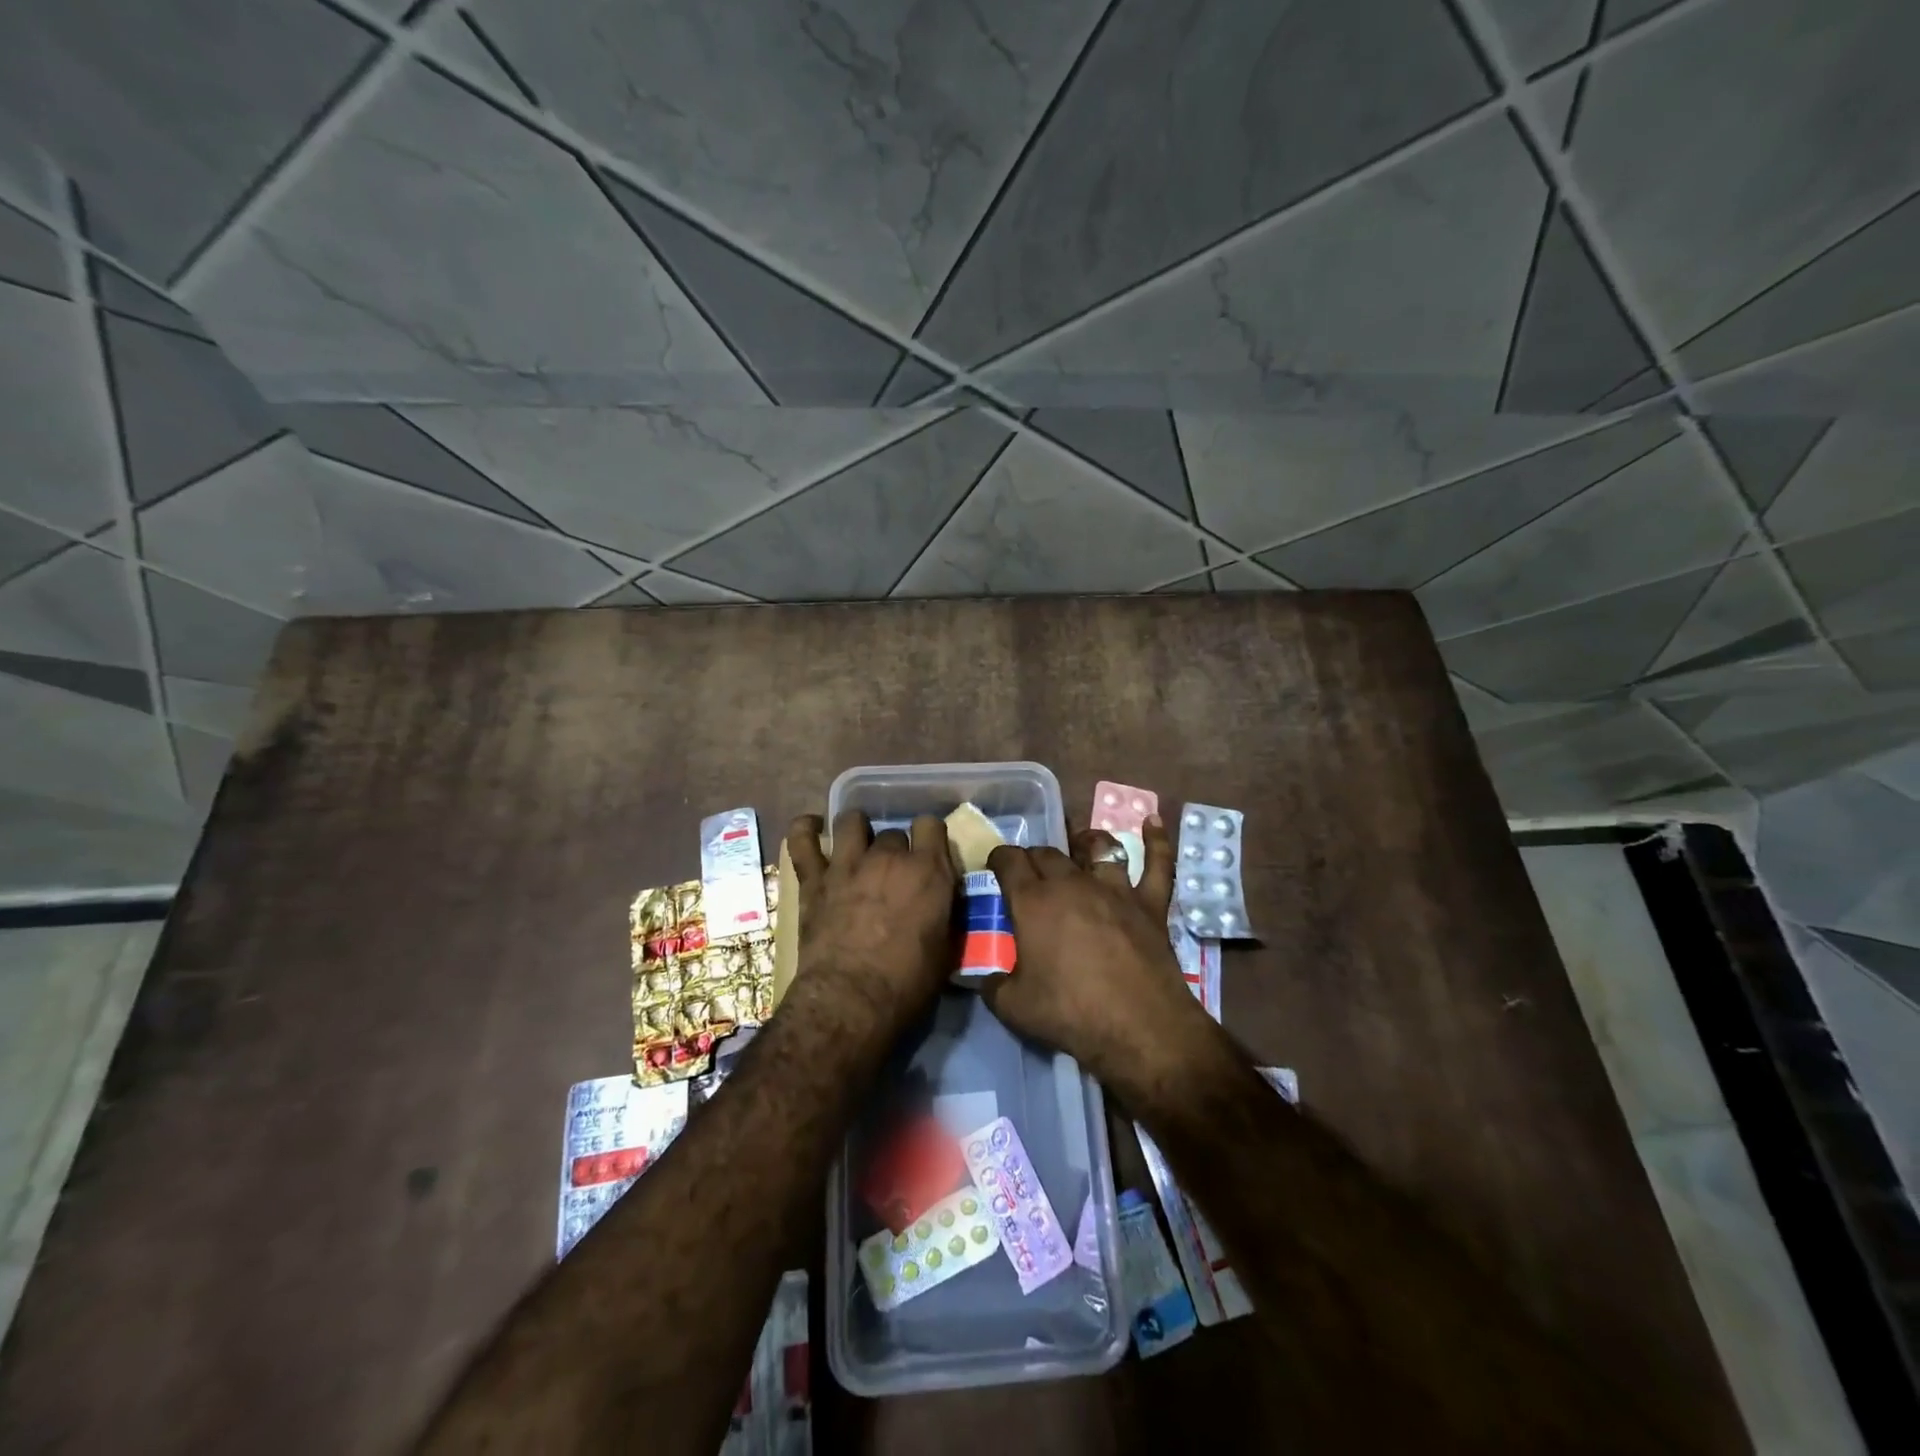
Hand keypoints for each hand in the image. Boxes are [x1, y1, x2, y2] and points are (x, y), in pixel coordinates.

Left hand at [789, 811, 957, 1015]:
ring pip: (851, 821)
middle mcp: (889, 857)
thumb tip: (942, 902)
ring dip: (856, 830)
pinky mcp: (814, 879)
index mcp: (928, 871)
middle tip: (891, 875)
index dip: (929, 838)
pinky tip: (811, 829)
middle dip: (894, 850)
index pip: (932, 825)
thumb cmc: (907, 984)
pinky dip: (805, 830)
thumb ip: (945, 914)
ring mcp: (848, 864)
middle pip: (892, 833)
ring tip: (856, 845)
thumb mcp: (945, 950)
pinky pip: (802, 839)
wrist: (851, 1001)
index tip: (928, 855)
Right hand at [980, 816, 1212, 1085]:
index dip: (998, 860)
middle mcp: (1072, 882)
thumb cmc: (1070, 1013)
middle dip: (1033, 857)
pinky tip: (1152, 821)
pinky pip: (1157, 864)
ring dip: (1085, 842)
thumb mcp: (1012, 1005)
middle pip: (1048, 852)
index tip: (994, 870)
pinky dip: (1156, 841)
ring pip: (1098, 848)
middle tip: (1029, 874)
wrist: (1139, 1028)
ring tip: (1079, 844)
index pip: (1008, 860)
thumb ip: (989, 983)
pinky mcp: (1149, 904)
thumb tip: (978, 975)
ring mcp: (1115, 889)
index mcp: (1033, 900)